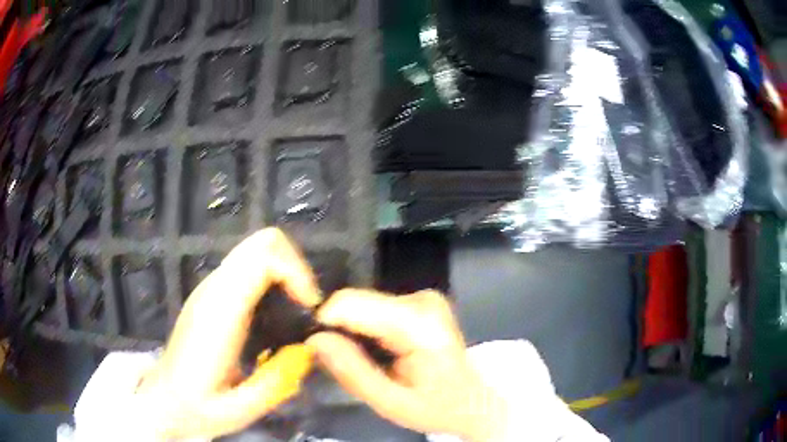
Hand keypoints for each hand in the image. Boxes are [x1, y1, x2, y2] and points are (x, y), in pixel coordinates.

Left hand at [137, 228, 321, 439]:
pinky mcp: (212, 294)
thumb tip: (308, 351)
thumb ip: (275, 384)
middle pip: (261, 242)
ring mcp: (210, 288)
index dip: (296, 272)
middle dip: (294, 266)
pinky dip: (272, 279)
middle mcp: (213, 290)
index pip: (261, 258)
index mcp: (218, 313)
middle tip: (306, 307)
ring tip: (295, 313)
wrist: (165, 399)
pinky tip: (274, 317)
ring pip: (255, 250)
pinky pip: (248, 267)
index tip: (311, 307)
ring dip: (285, 272)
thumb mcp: (238, 410)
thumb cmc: (197, 406)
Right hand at [308, 290, 507, 441]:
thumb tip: (314, 339)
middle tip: (346, 365)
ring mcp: (423, 297)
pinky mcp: (419, 302)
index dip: (325, 323)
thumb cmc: (437, 408)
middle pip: (356, 302)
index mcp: (418, 324)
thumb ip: (352, 371)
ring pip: (363, 305)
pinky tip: (381, 353)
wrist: (474, 402)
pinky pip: (375, 309)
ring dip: (354, 333)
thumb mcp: (390, 402)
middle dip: (341, 331)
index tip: (318, 349)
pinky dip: (368, 330)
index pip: (351, 303)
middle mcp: (421, 300)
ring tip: (368, 363)